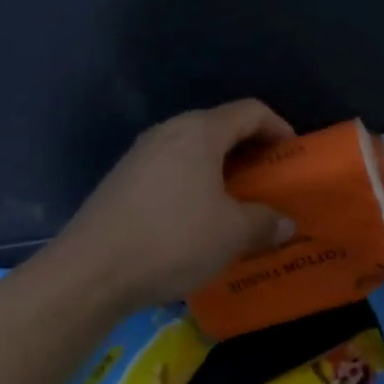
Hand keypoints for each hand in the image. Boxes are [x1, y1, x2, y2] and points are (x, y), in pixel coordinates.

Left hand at [55, 100, 297, 309]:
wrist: (91, 272)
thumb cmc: (173, 240)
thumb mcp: (232, 235)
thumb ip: (264, 223)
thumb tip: (284, 223)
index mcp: (199, 133)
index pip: (249, 112)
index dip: (278, 127)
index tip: (292, 154)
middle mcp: (167, 133)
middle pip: (219, 127)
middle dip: (249, 150)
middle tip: (268, 180)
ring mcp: (139, 156)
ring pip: (192, 151)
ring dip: (220, 170)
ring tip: (236, 201)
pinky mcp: (121, 181)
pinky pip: (170, 171)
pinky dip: (193, 184)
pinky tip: (196, 218)